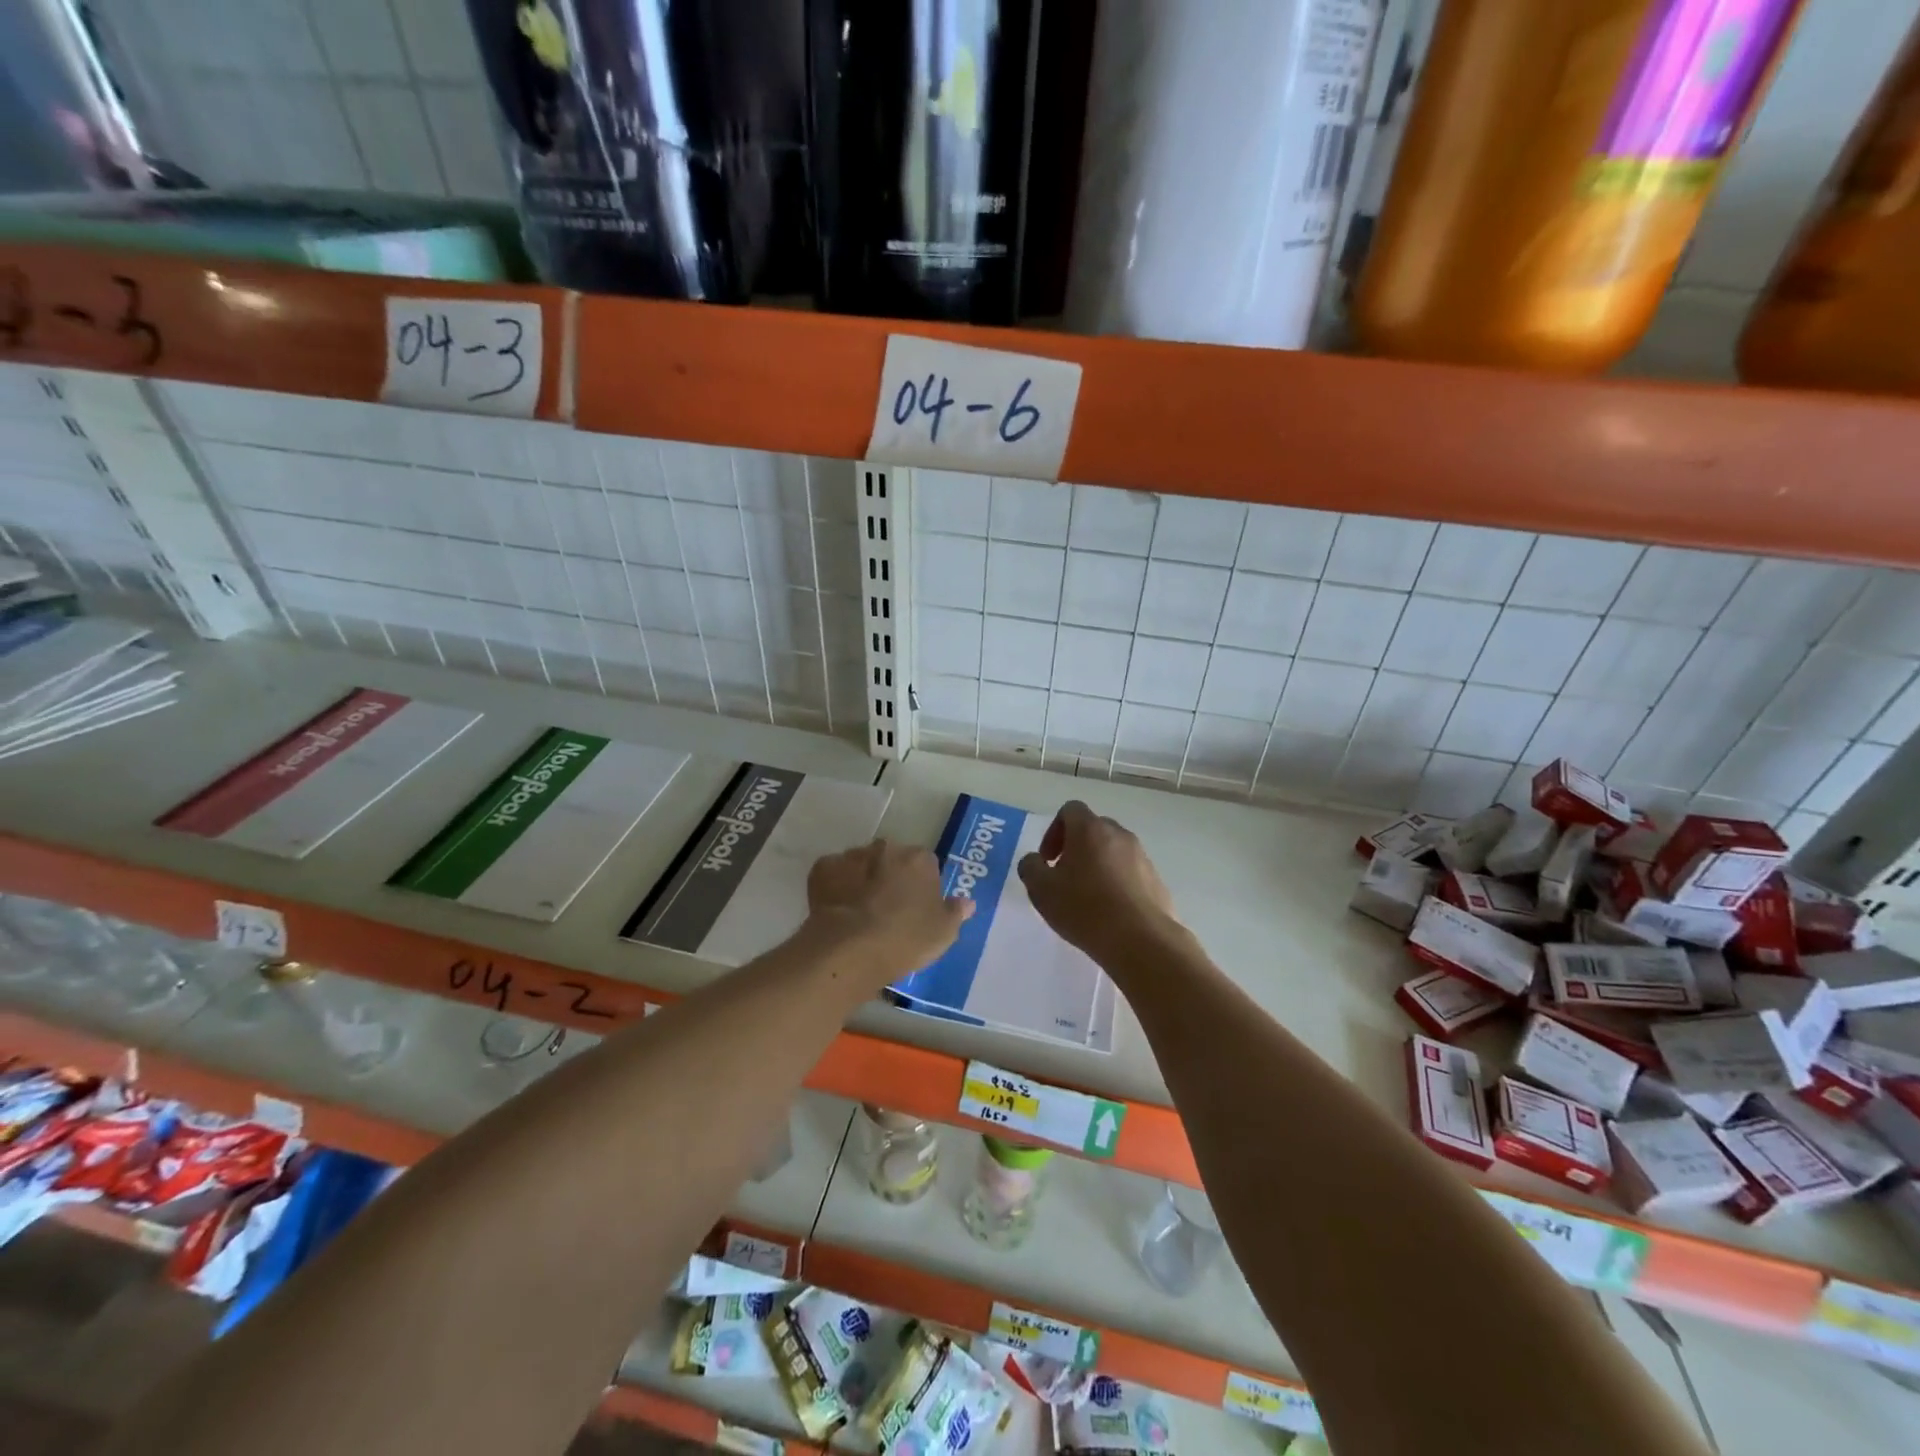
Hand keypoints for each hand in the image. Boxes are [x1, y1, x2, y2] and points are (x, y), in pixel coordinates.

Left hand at [805, 840, 972, 983]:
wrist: (852, 947)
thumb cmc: (906, 938)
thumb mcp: (944, 932)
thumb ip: (956, 912)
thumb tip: (967, 902)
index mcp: (920, 859)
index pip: (926, 864)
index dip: (922, 885)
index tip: (917, 908)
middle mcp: (887, 849)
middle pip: (892, 859)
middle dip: (890, 876)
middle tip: (888, 908)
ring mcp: (852, 856)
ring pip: (861, 864)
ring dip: (862, 879)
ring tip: (859, 911)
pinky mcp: (823, 869)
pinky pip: (833, 874)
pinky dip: (835, 886)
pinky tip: (836, 909)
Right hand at [1018, 801, 1177, 961]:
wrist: (1140, 940)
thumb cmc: (1084, 908)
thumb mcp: (1041, 890)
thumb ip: (1031, 867)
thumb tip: (1035, 861)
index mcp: (1089, 829)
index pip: (1070, 810)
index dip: (1054, 831)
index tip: (1049, 860)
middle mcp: (1119, 835)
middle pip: (1093, 829)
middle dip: (1076, 848)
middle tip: (1065, 877)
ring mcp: (1142, 857)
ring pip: (1114, 851)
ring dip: (1098, 865)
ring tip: (1088, 898)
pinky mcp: (1156, 880)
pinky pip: (1130, 873)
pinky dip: (1117, 883)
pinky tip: (1110, 912)